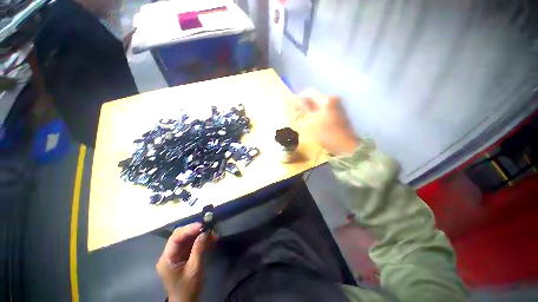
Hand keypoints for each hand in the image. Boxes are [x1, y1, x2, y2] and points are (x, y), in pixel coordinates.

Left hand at [156, 223, 212, 301]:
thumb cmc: (188, 288)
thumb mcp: (194, 269)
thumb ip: (198, 249)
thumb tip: (205, 232)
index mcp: (167, 258)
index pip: (175, 238)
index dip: (188, 229)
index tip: (201, 225)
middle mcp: (170, 254)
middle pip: (181, 236)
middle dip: (194, 230)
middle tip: (208, 226)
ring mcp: (177, 255)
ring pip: (188, 239)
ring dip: (200, 235)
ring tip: (213, 232)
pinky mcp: (184, 256)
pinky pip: (192, 244)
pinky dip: (202, 241)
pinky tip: (212, 239)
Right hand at [295, 89, 358, 155]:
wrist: (344, 145)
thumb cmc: (326, 133)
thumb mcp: (311, 120)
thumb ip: (305, 108)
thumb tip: (299, 98)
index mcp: (326, 99)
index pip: (310, 93)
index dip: (301, 99)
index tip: (295, 108)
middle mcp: (333, 99)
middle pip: (316, 98)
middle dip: (306, 104)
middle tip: (299, 114)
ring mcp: (337, 106)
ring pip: (320, 104)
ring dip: (312, 109)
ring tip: (306, 118)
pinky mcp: (339, 113)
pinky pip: (325, 109)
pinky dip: (318, 113)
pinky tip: (315, 121)